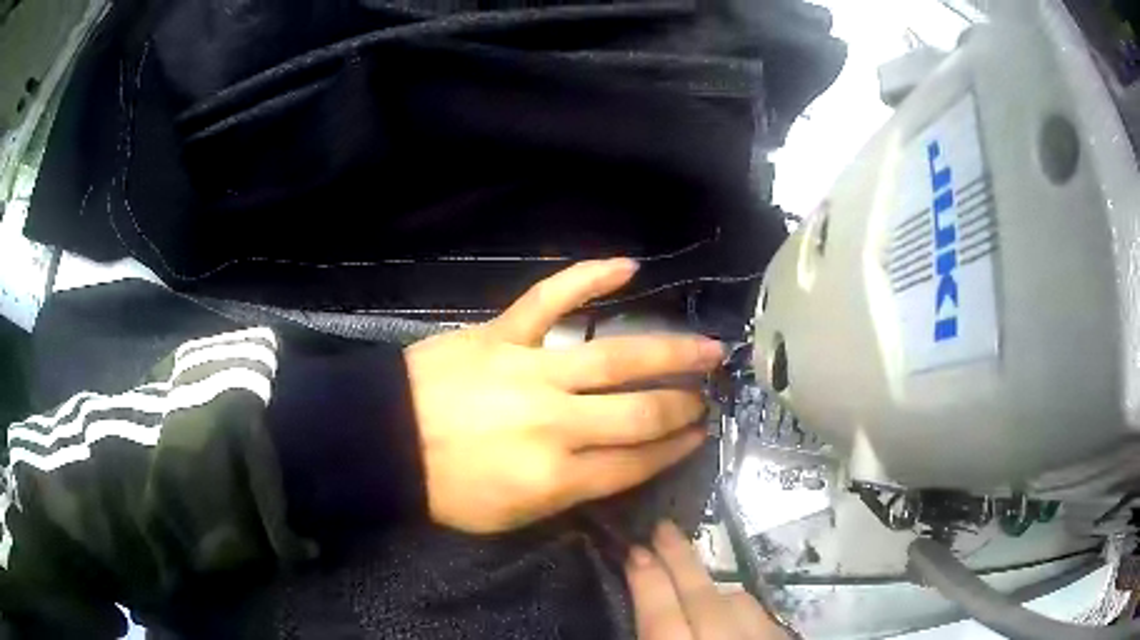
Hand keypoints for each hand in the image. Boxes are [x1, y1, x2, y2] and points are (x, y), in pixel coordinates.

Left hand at [405, 259, 723, 532]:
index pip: (636, 463)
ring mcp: (530, 371)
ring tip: (708, 347)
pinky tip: (629, 266)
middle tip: (708, 396)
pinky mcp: (502, 334)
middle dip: (683, 406)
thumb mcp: (511, 517)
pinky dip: (589, 278)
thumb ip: (569, 495)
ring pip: (616, 358)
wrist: (384, 442)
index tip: (699, 436)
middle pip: (639, 413)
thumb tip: (615, 469)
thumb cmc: (444, 488)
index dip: (674, 450)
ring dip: (671, 352)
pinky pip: (551, 298)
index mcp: (556, 478)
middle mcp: (556, 423)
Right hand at [627, 521, 788, 638]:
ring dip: (712, 586)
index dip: (646, 580)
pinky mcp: (786, 637)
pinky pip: (763, 615)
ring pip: (738, 602)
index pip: (660, 615)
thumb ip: (655, 634)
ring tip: (692, 577)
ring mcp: (762, 637)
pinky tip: (733, 611)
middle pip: (702, 597)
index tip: (634, 550)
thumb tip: (642, 610)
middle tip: (662, 526)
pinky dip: (743, 609)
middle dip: (679, 560)